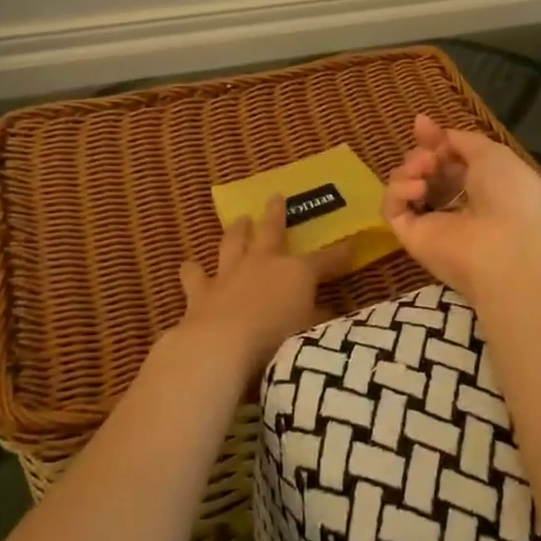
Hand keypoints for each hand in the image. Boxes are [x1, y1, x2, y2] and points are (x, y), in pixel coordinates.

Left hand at [177, 195, 353, 375]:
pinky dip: (193, 270)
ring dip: (237, 231)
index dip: (340, 253)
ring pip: (233, 243)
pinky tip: (189, 265)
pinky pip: (195, 276)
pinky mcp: (201, 291)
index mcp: (296, 272)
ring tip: (240, 219)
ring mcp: (229, 273)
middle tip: (276, 196)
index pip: (325, 260)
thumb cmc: (277, 338)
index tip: (352, 244)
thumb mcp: (308, 331)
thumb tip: (327, 311)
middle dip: (276, 213)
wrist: (222, 345)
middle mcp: (263, 263)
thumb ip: (317, 319)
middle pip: (271, 231)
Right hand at [382, 113, 540, 302]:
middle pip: (425, 172)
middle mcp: (457, 205)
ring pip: (406, 188)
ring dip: (410, 169)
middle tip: (429, 156)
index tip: (421, 125)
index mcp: (483, 187)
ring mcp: (433, 224)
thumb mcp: (492, 154)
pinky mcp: (412, 239)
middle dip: (422, 154)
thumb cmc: (510, 195)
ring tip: (424, 170)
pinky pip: (393, 209)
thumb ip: (461, 140)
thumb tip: (429, 128)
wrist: (508, 246)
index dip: (434, 141)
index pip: (449, 161)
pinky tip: (417, 189)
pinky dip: (398, 191)